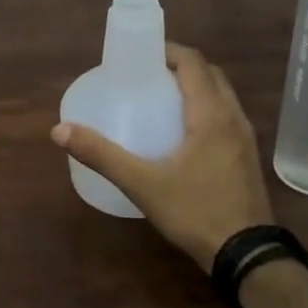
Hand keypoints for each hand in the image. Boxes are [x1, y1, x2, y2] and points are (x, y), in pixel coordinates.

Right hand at [52, 43, 273, 271]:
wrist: (247, 255)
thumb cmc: (195, 211)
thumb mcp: (142, 183)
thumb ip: (102, 155)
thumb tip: (60, 130)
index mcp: (212, 115)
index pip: (194, 63)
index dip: (169, 51)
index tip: (141, 54)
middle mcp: (234, 119)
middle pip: (211, 76)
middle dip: (181, 67)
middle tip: (147, 75)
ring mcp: (246, 140)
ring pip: (222, 97)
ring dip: (196, 88)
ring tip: (162, 99)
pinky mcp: (247, 159)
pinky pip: (226, 118)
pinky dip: (205, 110)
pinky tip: (182, 134)